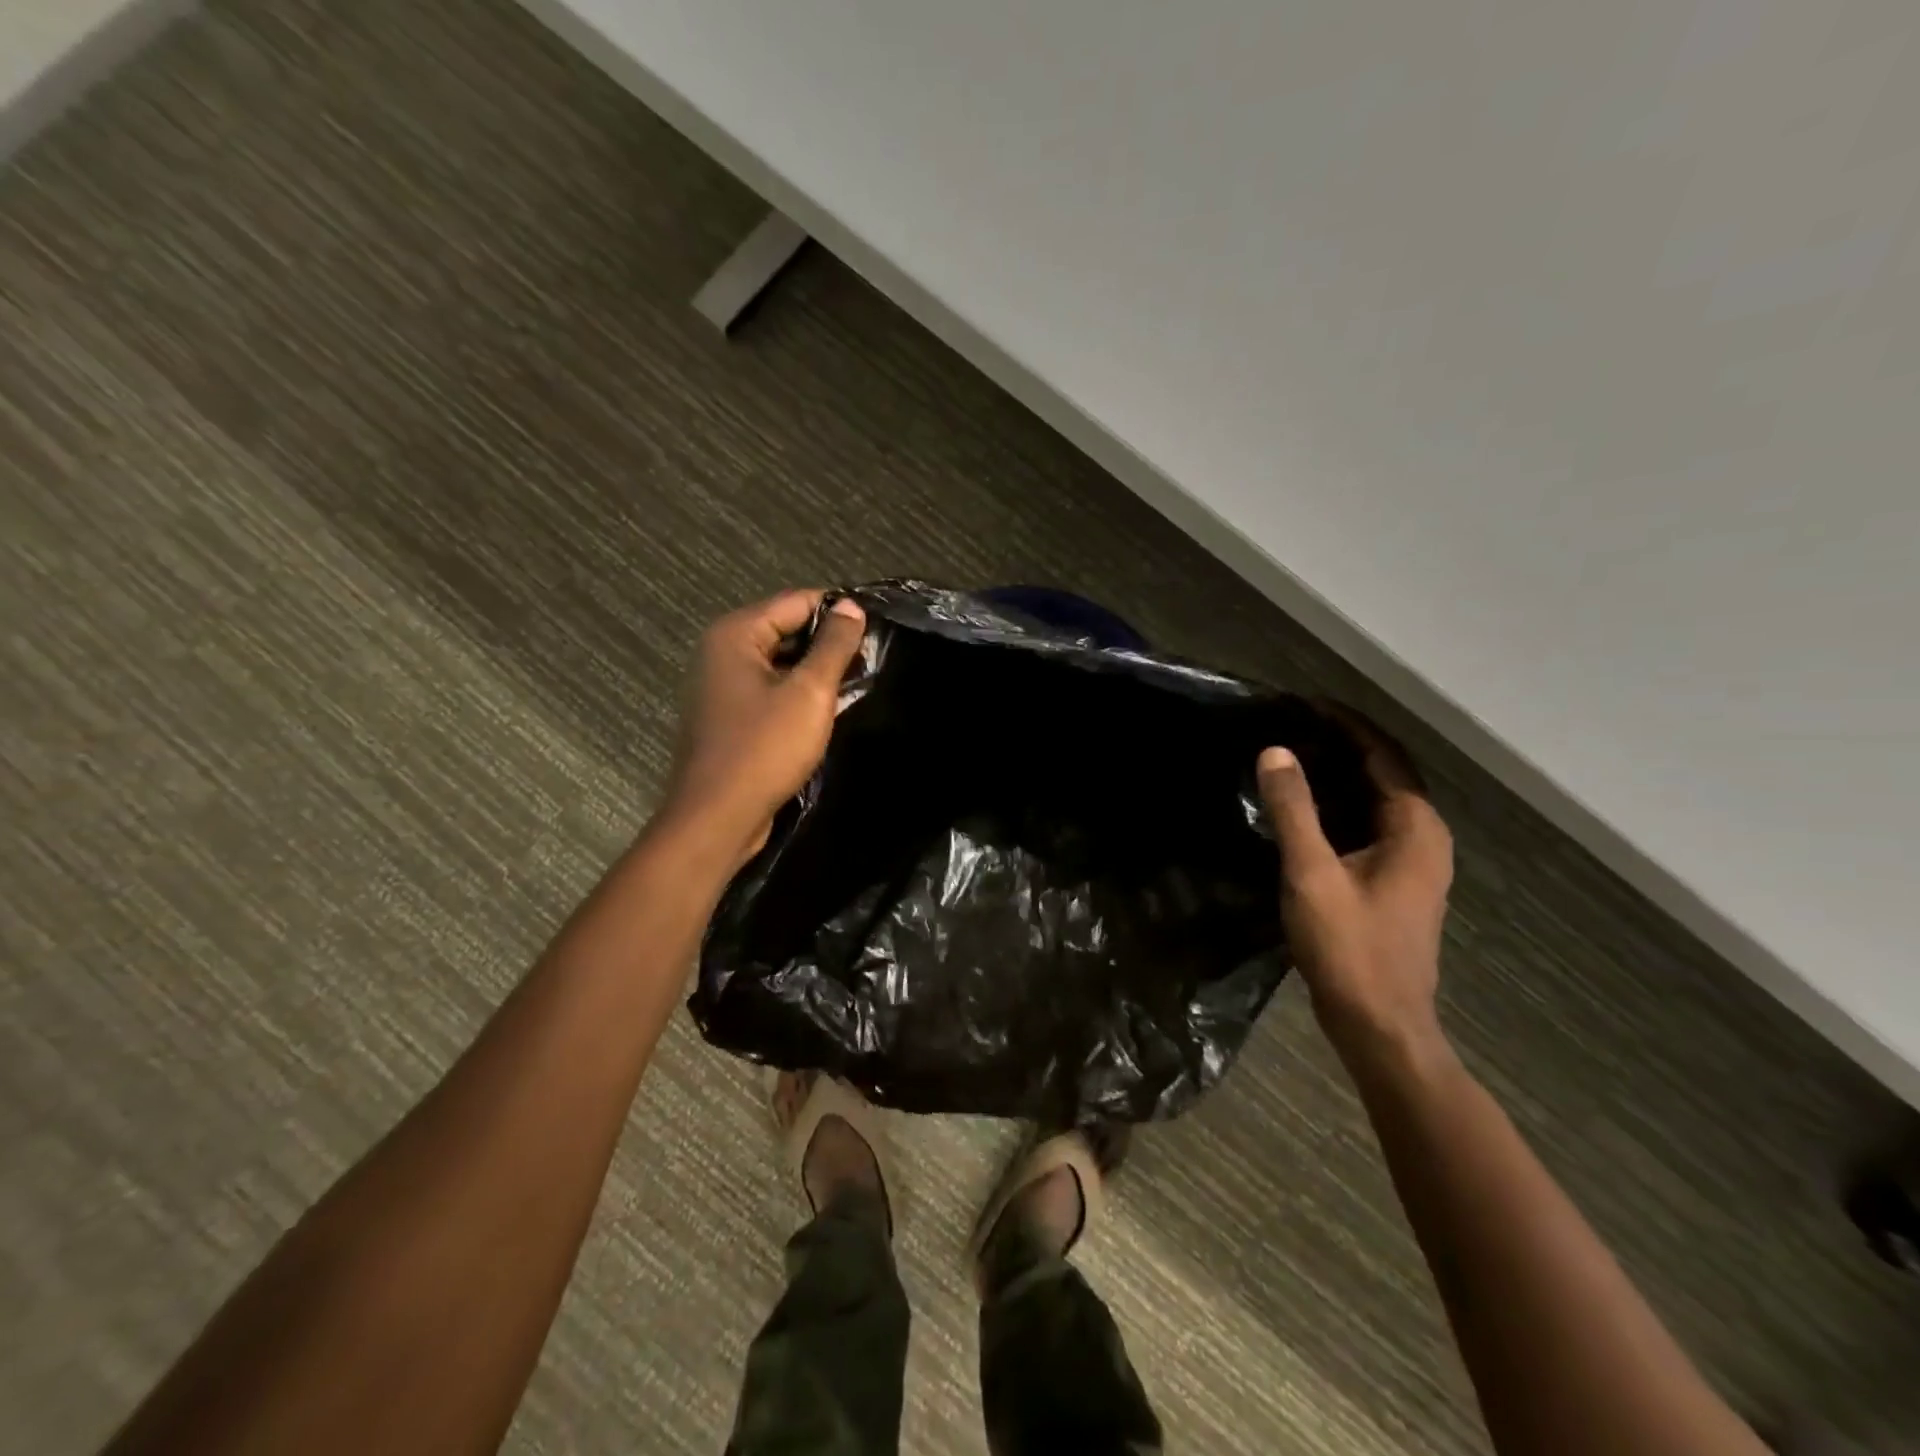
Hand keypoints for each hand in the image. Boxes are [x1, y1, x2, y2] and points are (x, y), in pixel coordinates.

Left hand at [663, 590, 867, 867]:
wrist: (718, 818)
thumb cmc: (765, 749)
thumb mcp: (810, 693)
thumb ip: (834, 645)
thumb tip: (852, 607)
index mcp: (736, 634)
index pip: (797, 601)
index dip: (839, 611)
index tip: (877, 628)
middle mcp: (722, 651)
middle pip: (786, 629)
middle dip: (829, 643)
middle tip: (872, 660)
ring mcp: (722, 685)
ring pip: (781, 662)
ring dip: (817, 671)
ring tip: (857, 684)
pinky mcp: (729, 715)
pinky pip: (771, 690)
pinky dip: (799, 694)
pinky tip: (828, 709)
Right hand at [1256, 715, 1454, 1064]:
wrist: (1380, 1025)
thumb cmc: (1350, 947)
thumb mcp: (1312, 874)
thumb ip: (1293, 810)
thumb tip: (1276, 751)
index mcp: (1415, 827)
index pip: (1384, 755)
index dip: (1346, 724)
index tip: (1303, 704)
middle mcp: (1425, 838)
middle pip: (1385, 773)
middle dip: (1342, 744)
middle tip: (1290, 725)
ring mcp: (1415, 864)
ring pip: (1377, 801)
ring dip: (1341, 775)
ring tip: (1292, 757)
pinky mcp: (1397, 884)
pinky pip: (1371, 825)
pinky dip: (1341, 806)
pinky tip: (1305, 810)